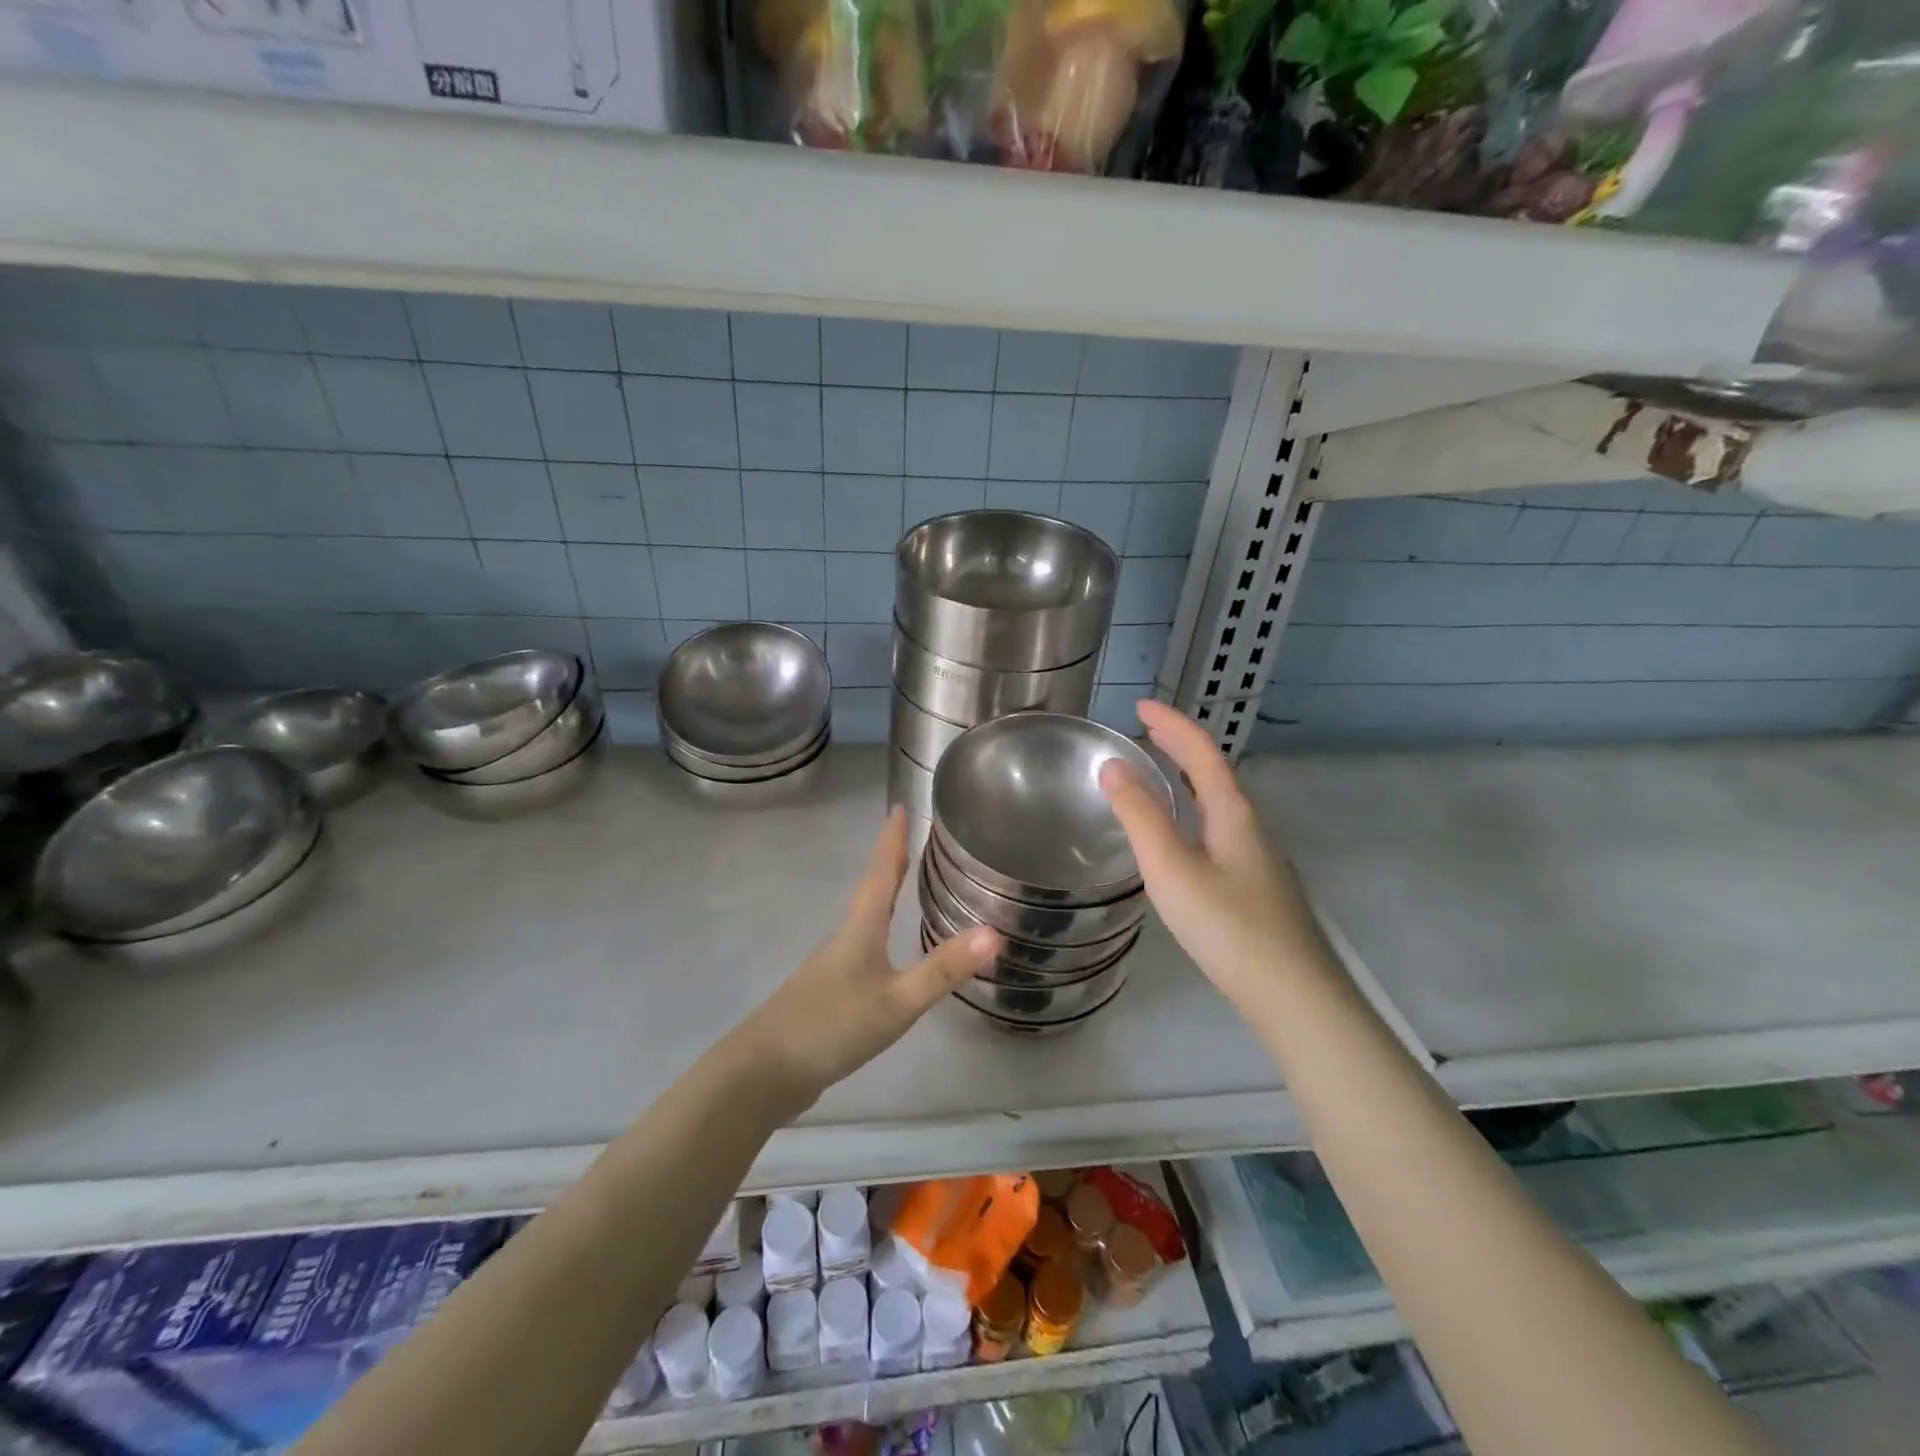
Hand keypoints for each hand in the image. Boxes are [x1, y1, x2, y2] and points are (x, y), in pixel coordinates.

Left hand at [739, 807, 1000, 1105]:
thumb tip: (995, 933)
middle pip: (871, 892)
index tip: (900, 807)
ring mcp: (831, 968)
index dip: (892, 841)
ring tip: (902, 887)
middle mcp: (844, 939)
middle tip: (909, 839)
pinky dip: (877, 934)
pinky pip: (859, 950)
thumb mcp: (897, 1001)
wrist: (764, 1072)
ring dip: (882, 897)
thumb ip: (944, 969)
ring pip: (863, 921)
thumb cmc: (832, 1026)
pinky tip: (884, 953)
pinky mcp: (826, 994)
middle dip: (890, 864)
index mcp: (859, 930)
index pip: (880, 873)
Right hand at [1100, 700, 1323, 1011]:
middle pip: (1215, 772)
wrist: (1295, 996)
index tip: (1140, 706)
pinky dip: (1194, 813)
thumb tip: (1113, 765)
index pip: (1201, 751)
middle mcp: (1251, 827)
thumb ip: (1140, 816)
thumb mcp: (1171, 869)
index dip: (1171, 724)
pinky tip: (1182, 840)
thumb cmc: (1228, 927)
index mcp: (1233, 814)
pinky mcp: (1258, 887)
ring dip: (1188, 780)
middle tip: (1145, 733)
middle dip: (1180, 746)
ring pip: (1219, 804)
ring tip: (1157, 777)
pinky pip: (1220, 830)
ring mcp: (1260, 858)